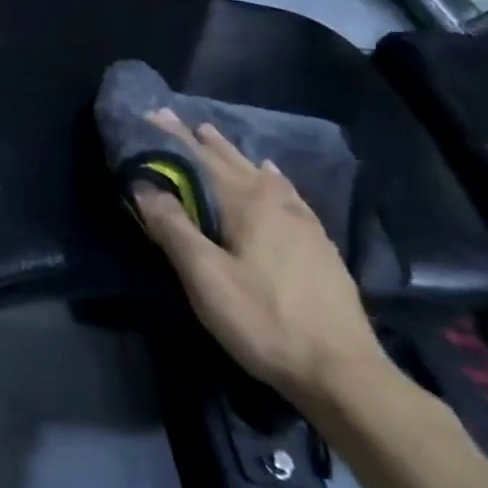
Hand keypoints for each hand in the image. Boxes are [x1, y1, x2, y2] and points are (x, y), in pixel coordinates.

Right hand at [132, 109, 388, 409]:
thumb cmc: (263, 320)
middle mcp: (276, 203)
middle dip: (203, 141)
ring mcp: (304, 225)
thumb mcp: (204, 275)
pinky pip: (286, 194)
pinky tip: (273, 178)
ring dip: (233, 155)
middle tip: (179, 121)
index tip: (152, 113)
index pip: (201, 158)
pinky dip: (269, 178)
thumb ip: (172, 226)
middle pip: (233, 162)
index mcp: (247, 204)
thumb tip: (143, 185)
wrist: (343, 374)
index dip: (173, 136)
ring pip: (261, 175)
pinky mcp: (319, 247)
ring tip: (215, 138)